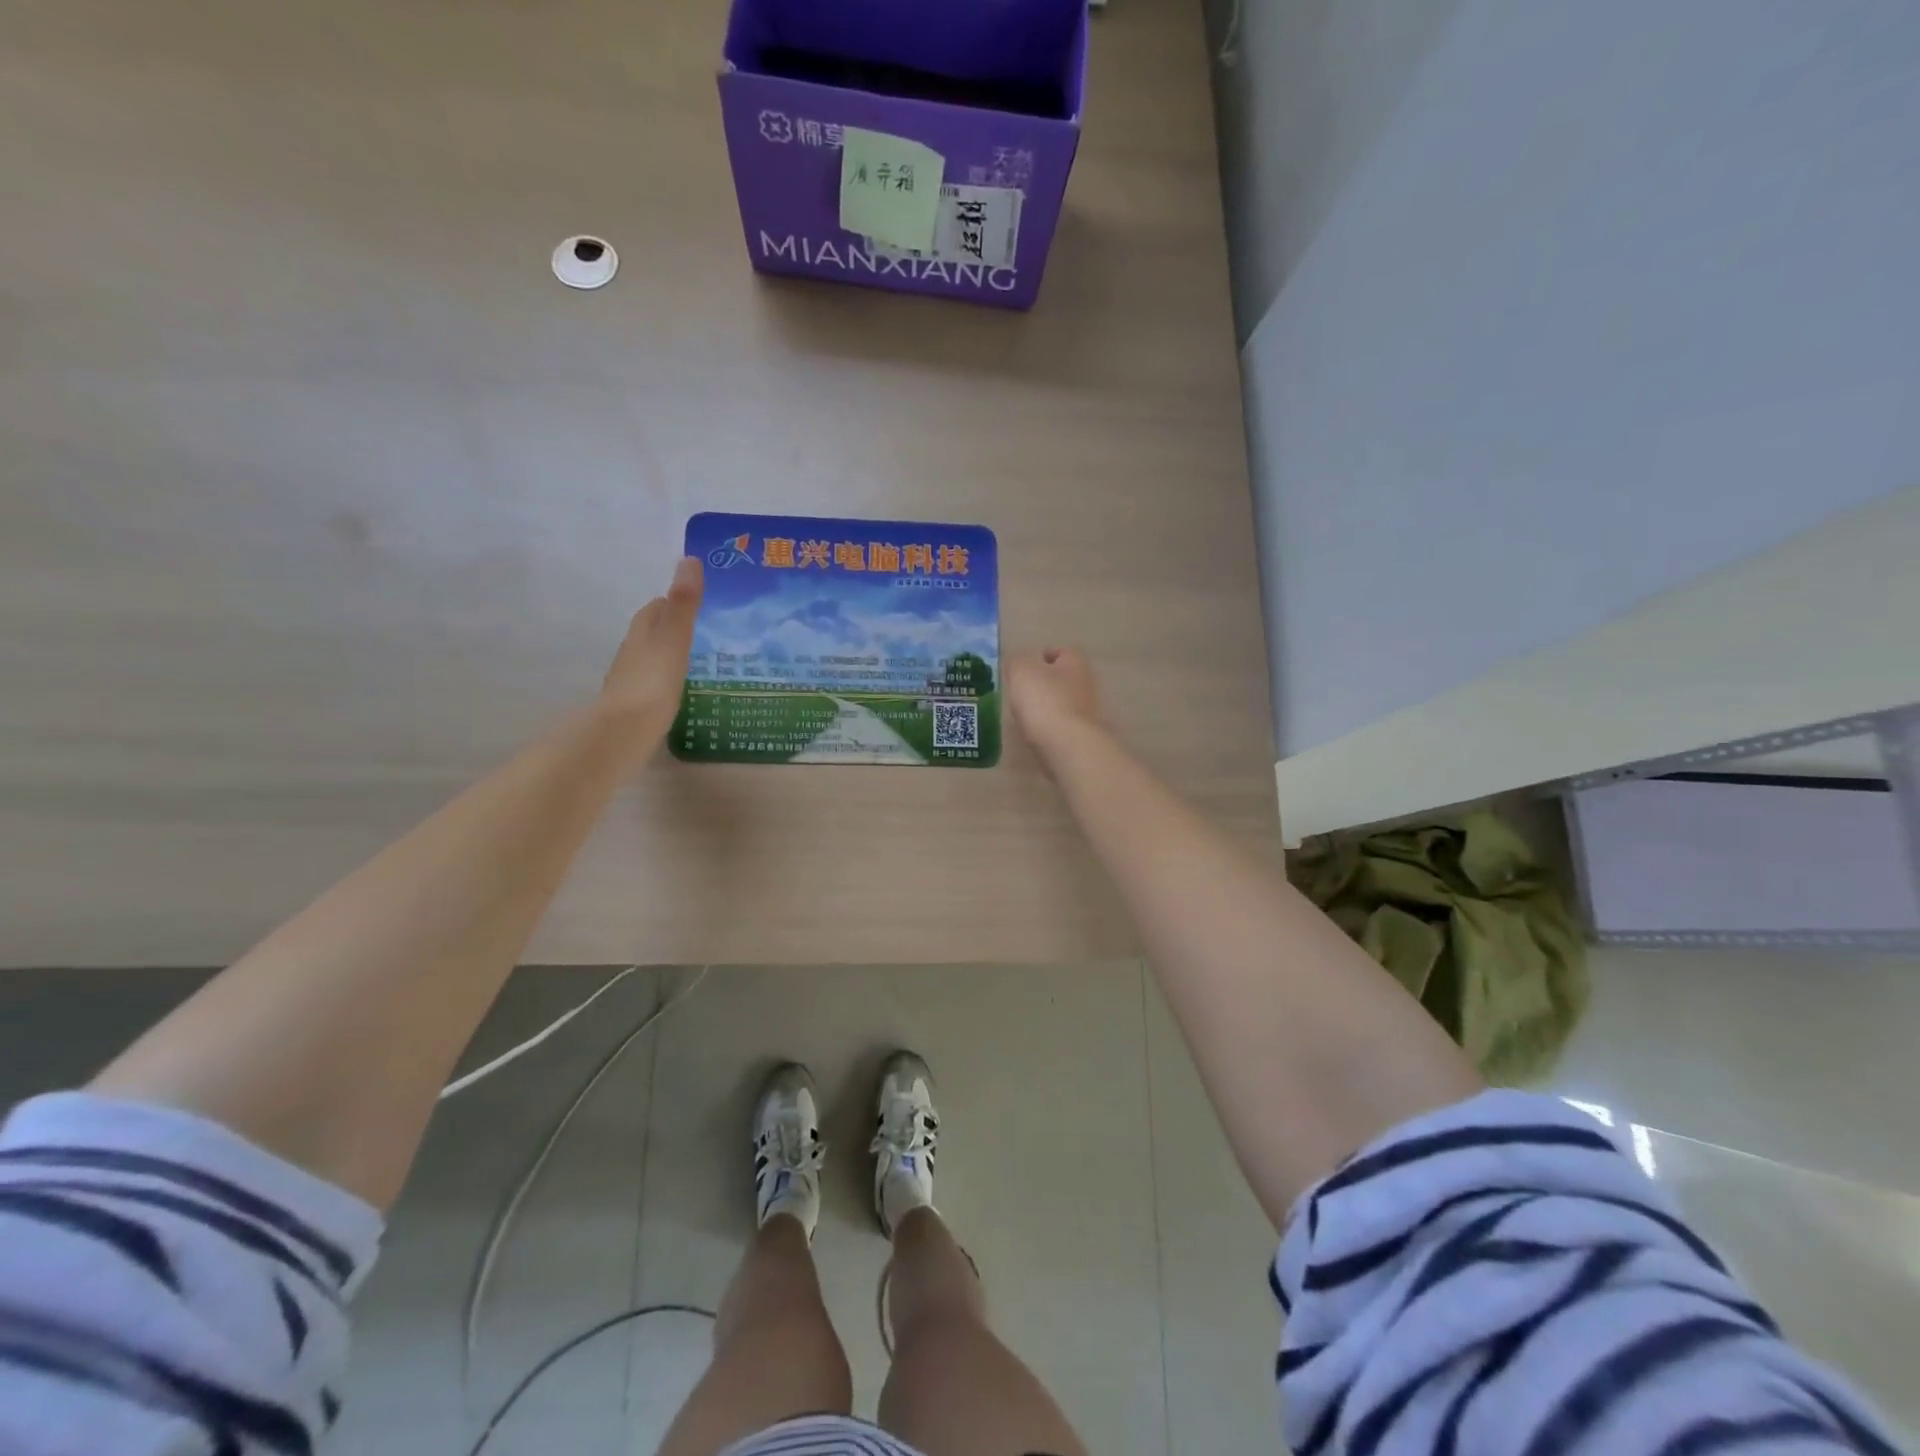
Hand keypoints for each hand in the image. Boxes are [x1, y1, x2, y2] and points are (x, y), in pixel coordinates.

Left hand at [600, 556, 702, 749]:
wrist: (624, 732)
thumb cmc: (653, 682)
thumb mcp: (674, 639)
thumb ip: (684, 603)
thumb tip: (689, 559)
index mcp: (642, 633)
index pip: (655, 609)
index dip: (671, 602)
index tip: (694, 602)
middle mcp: (631, 653)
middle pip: (649, 632)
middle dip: (669, 628)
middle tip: (700, 630)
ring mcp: (629, 681)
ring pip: (650, 659)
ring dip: (667, 655)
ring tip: (695, 660)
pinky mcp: (633, 707)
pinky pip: (652, 685)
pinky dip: (664, 681)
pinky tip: (678, 690)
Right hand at [1006, 646, 1102, 761]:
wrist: (1068, 746)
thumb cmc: (1044, 701)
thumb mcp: (1020, 671)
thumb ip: (1016, 662)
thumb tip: (1018, 663)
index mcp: (1075, 662)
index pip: (1061, 651)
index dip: (1042, 656)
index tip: (1023, 667)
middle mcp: (1087, 683)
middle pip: (1064, 678)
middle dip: (1045, 682)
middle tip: (1022, 691)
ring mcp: (1089, 711)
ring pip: (1065, 702)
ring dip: (1048, 706)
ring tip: (1026, 714)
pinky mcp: (1085, 735)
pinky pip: (1064, 725)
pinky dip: (1052, 727)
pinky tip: (1037, 733)